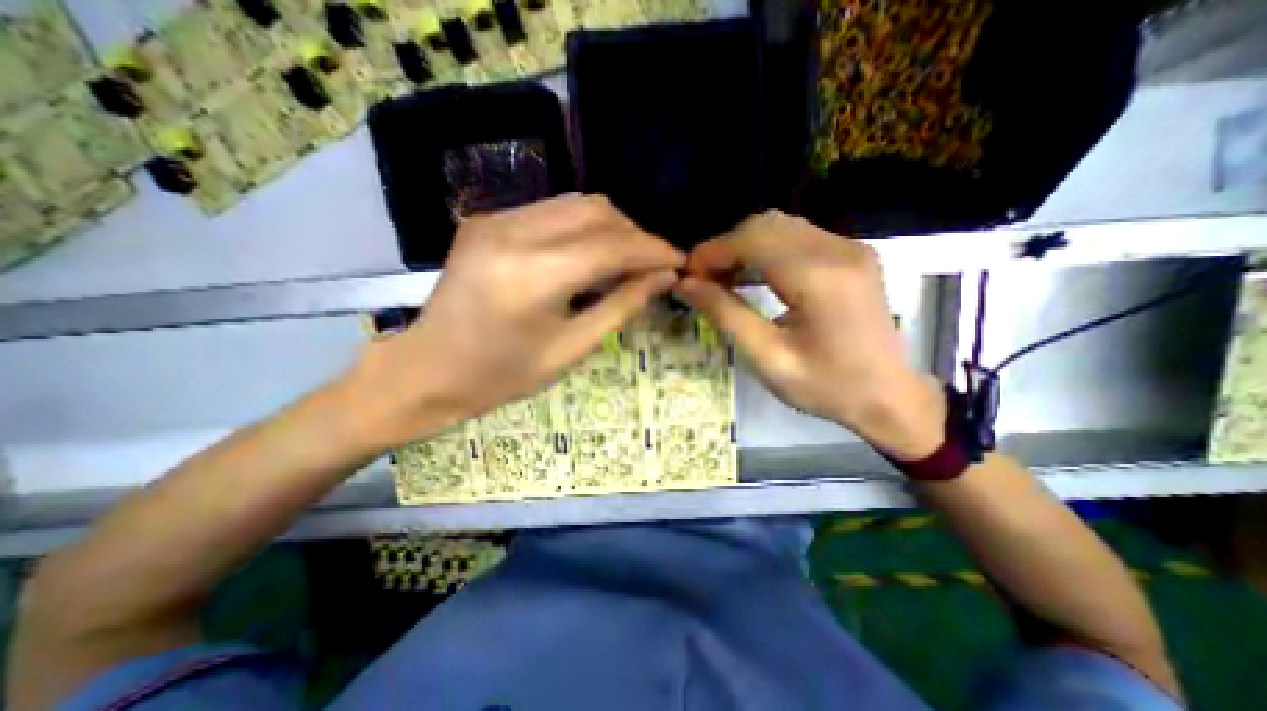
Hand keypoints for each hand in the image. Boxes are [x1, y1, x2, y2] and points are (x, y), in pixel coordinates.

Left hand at [346, 195, 682, 446]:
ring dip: (612, 228)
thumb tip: (664, 277)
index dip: (652, 250)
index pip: (611, 246)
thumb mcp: (571, 349)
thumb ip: (621, 307)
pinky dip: (583, 227)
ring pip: (576, 204)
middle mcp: (512, 233)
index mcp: (532, 276)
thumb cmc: (502, 375)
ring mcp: (494, 220)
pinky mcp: (487, 220)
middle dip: (635, 235)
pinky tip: (590, 255)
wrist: (428, 370)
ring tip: (627, 260)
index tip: (680, 261)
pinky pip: (552, 211)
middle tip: (653, 265)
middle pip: (596, 212)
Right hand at [677, 209, 943, 461]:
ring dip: (743, 247)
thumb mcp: (767, 358)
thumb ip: (725, 315)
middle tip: (702, 280)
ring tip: (721, 279)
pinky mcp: (851, 254)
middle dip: (725, 248)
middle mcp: (838, 249)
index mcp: (820, 277)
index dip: (712, 251)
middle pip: (765, 225)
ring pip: (780, 227)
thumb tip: (685, 285)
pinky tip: (750, 276)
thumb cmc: (827, 386)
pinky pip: (797, 238)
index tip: (687, 275)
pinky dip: (765, 251)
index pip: (752, 240)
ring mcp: (849, 248)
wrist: (889, 397)